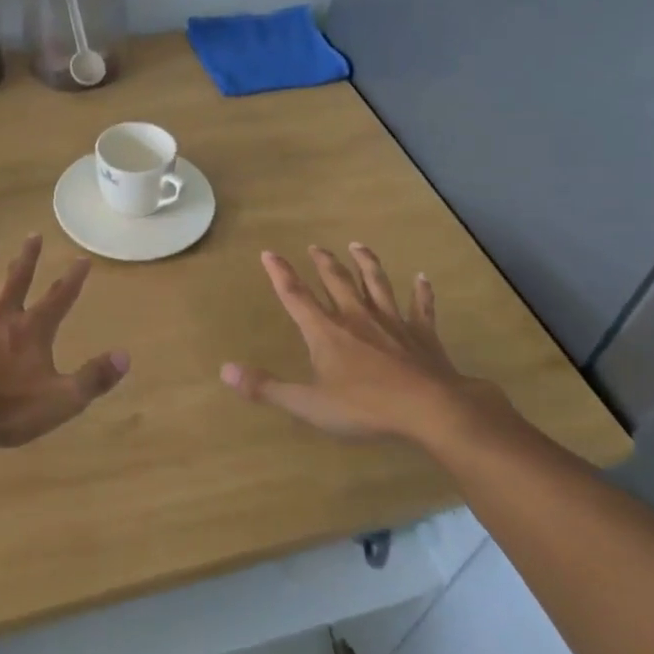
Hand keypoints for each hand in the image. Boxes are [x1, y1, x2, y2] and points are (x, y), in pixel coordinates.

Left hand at [0, 232, 129, 449]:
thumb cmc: (7, 409)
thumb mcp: (61, 401)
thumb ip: (94, 378)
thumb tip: (125, 356)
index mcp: (31, 331)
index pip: (59, 298)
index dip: (73, 279)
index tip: (82, 258)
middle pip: (15, 279)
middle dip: (27, 256)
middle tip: (33, 234)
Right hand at [221, 243, 510, 444]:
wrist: (429, 408)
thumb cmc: (364, 407)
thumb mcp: (308, 404)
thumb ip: (266, 388)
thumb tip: (225, 370)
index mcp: (326, 332)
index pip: (296, 296)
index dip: (280, 274)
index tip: (269, 252)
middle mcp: (356, 317)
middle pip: (336, 281)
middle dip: (323, 262)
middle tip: (315, 246)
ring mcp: (392, 322)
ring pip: (376, 284)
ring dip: (366, 263)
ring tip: (357, 245)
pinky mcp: (422, 334)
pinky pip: (421, 306)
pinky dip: (422, 291)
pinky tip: (422, 277)